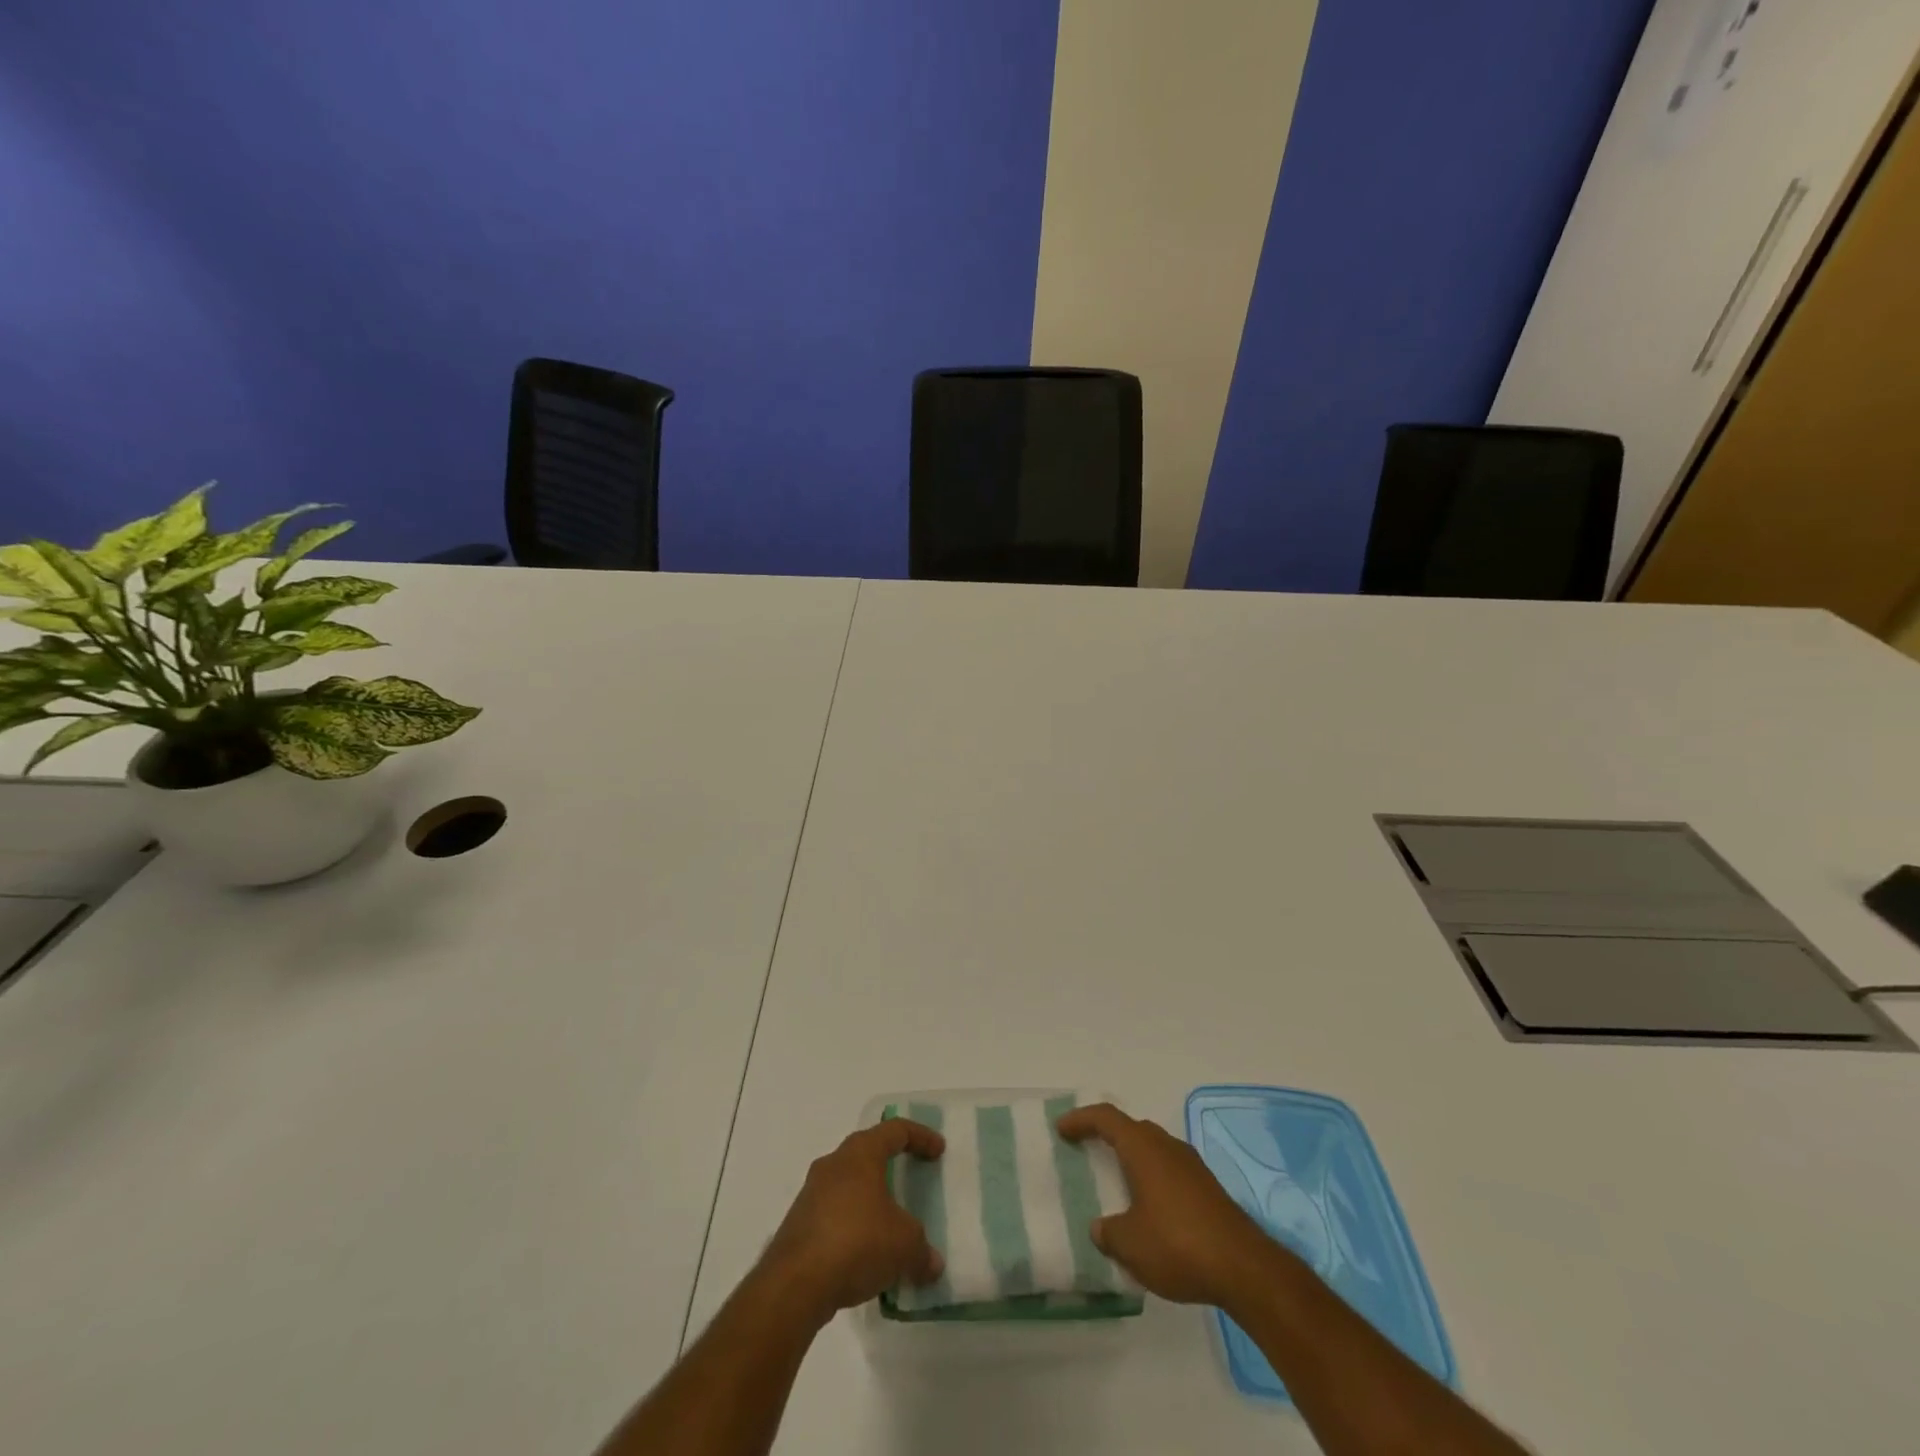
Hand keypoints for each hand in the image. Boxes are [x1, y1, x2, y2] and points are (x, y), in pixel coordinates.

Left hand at [758, 1120, 946, 1325]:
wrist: (794, 1284)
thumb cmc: (857, 1243)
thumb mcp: (905, 1245)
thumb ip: (922, 1250)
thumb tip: (932, 1263)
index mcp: (861, 1153)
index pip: (895, 1130)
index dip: (920, 1136)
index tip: (938, 1150)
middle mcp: (834, 1163)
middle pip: (867, 1152)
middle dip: (891, 1164)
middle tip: (911, 1177)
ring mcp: (811, 1193)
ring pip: (848, 1184)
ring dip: (870, 1198)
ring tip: (889, 1224)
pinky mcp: (798, 1224)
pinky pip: (834, 1214)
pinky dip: (853, 1225)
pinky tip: (865, 1254)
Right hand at [1057, 1102, 1279, 1307]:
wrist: (1244, 1268)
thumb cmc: (1177, 1245)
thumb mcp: (1130, 1244)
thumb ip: (1109, 1233)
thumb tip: (1101, 1228)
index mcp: (1143, 1148)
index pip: (1106, 1118)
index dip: (1081, 1119)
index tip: (1062, 1128)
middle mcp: (1167, 1146)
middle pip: (1132, 1128)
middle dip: (1108, 1134)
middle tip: (1087, 1147)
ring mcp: (1192, 1166)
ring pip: (1154, 1148)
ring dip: (1133, 1156)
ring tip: (1116, 1179)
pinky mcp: (1208, 1189)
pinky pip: (1170, 1169)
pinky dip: (1152, 1177)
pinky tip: (1150, 1207)